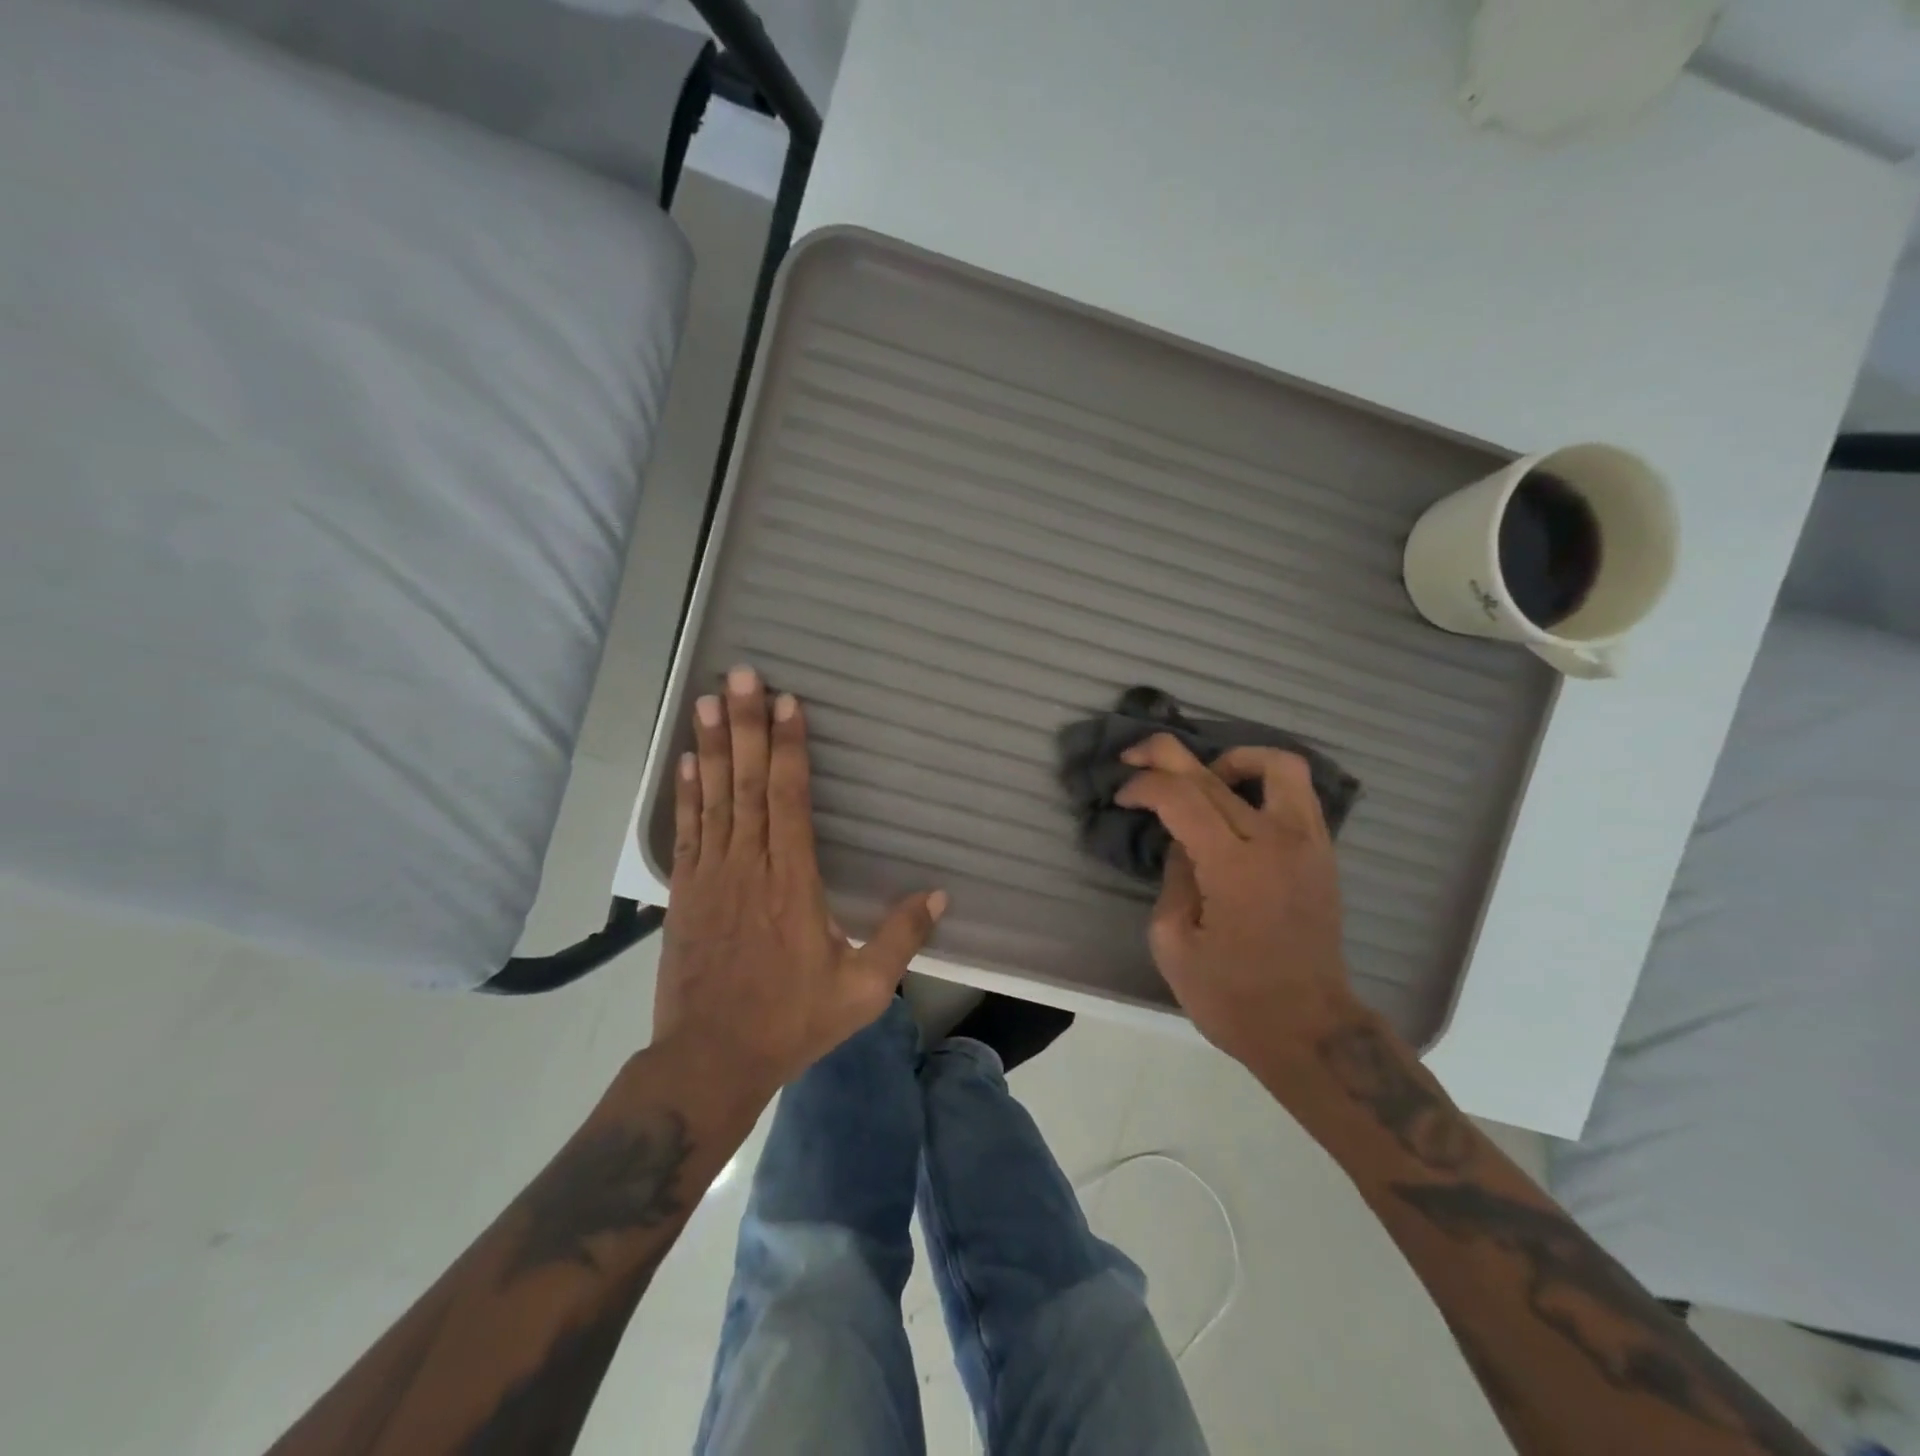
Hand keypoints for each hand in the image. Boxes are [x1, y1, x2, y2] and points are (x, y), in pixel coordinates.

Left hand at [652, 666, 946, 1095]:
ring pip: (714, 797)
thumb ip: (901, 938)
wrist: (711, 1059)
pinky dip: (688, 791)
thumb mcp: (863, 990)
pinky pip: (687, 829)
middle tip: (740, 676)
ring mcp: (711, 875)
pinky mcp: (685, 891)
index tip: (787, 703)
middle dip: (747, 725)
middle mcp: (750, 866)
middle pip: (749, 783)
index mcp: (793, 882)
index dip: (789, 748)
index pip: (790, 799)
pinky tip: (689, 759)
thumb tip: (939, 893)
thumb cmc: (792, 1021)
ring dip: (713, 745)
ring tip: (708, 698)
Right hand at [1115, 733, 1353, 1068]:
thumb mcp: (1174, 944)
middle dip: (1165, 756)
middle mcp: (1276, 841)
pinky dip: (1262, 781)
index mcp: (1234, 866)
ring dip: (1231, 758)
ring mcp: (1308, 843)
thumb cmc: (1233, 998)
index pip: (1181, 796)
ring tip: (1204, 775)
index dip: (1143, 786)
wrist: (1310, 1030)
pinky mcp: (1323, 853)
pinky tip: (1235, 802)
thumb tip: (1182, 843)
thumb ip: (1173, 879)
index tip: (1122, 797)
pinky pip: (1297, 792)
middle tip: (1135, 758)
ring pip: (1277, 765)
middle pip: (1217, 772)